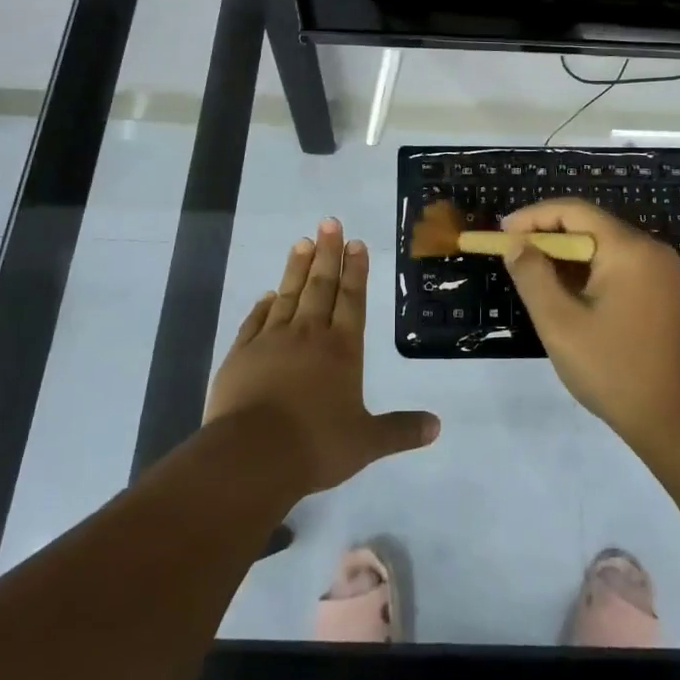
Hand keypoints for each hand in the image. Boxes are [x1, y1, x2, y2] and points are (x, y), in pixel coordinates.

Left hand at [205, 218, 439, 494]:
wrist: (251, 457)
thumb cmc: (316, 446)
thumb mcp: (366, 442)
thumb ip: (401, 430)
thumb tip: (438, 426)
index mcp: (341, 349)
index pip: (352, 299)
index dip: (356, 270)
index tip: (356, 242)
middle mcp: (308, 335)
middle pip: (321, 286)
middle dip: (328, 253)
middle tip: (329, 222)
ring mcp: (271, 341)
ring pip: (288, 295)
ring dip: (297, 268)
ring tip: (303, 241)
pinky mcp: (241, 354)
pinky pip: (255, 321)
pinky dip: (263, 305)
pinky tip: (268, 294)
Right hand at [501, 199, 679, 446]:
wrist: (676, 418)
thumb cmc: (613, 369)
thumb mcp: (560, 322)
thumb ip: (532, 276)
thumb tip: (515, 244)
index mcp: (628, 249)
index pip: (573, 211)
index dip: (533, 217)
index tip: (502, 234)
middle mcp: (648, 248)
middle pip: (589, 225)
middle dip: (547, 236)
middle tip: (511, 254)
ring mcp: (658, 270)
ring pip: (601, 246)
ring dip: (565, 256)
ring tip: (530, 274)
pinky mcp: (659, 291)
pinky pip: (616, 265)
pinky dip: (585, 271)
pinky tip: (563, 292)